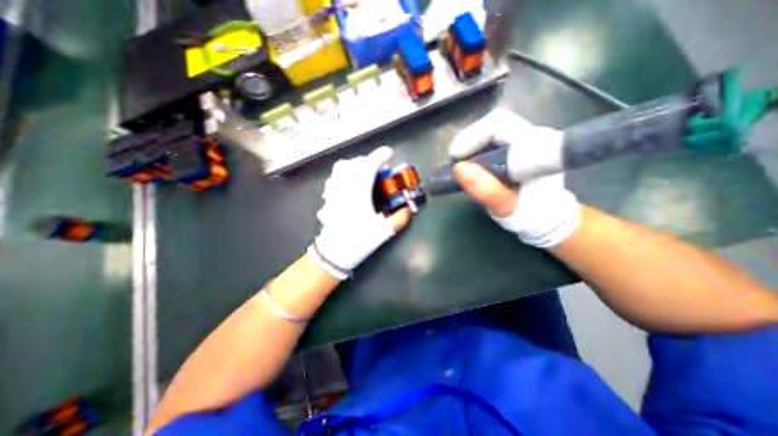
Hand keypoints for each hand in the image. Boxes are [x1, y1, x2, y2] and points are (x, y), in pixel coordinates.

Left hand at [308, 146, 411, 278]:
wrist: (333, 254)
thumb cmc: (358, 242)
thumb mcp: (383, 232)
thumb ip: (399, 219)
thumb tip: (409, 210)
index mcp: (358, 193)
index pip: (368, 166)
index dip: (379, 156)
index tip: (388, 153)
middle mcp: (344, 188)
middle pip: (354, 163)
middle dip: (369, 161)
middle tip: (380, 169)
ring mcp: (334, 192)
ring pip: (341, 168)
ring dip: (355, 165)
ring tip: (365, 172)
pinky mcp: (328, 198)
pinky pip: (334, 177)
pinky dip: (344, 173)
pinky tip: (349, 182)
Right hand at [451, 107, 575, 245]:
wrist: (545, 216)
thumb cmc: (529, 214)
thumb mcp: (507, 207)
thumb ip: (487, 190)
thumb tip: (458, 168)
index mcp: (537, 147)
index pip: (498, 125)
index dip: (471, 137)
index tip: (455, 159)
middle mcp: (533, 135)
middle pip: (492, 124)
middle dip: (468, 141)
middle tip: (454, 162)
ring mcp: (525, 138)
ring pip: (490, 130)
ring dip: (470, 146)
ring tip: (459, 166)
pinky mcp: (516, 145)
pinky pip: (490, 138)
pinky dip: (475, 150)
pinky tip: (469, 165)